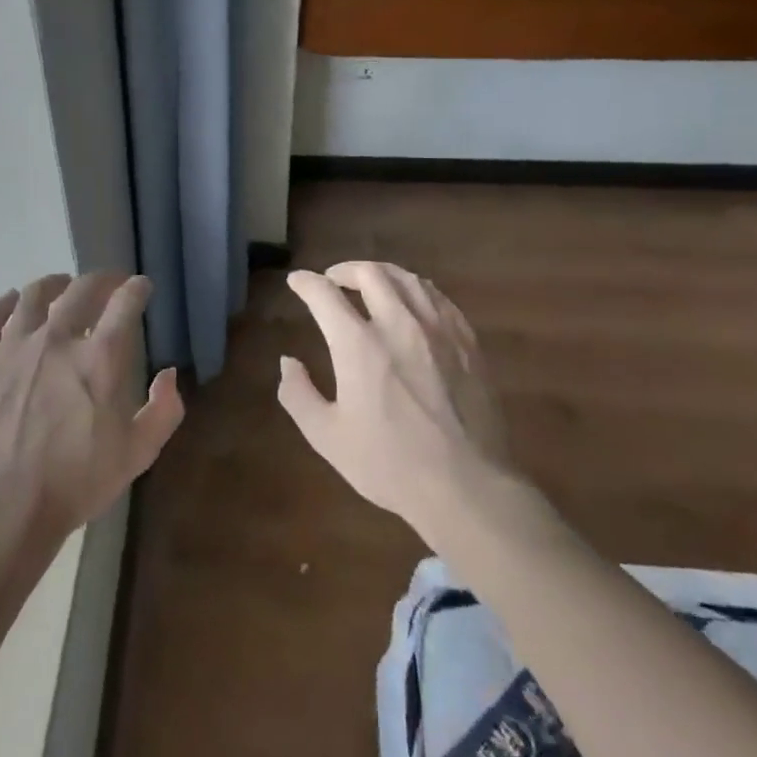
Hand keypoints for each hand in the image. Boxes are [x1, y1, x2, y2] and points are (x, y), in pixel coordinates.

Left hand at [0, 272, 184, 551]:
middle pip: (80, 290)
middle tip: (107, 283)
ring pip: (33, 296)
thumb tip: (169, 374)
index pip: (124, 304)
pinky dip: (4, 303)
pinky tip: (11, 300)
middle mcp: (57, 340)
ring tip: (61, 286)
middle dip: (100, 280)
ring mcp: (13, 348)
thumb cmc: (77, 484)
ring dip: (53, 284)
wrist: (5, 508)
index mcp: (99, 359)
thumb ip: (163, 411)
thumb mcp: (137, 455)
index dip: (136, 289)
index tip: (141, 286)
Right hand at [278, 261, 522, 547]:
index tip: (297, 282)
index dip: (305, 282)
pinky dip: (416, 290)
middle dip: (344, 270)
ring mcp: (438, 331)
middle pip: (370, 273)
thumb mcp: (327, 436)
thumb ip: (298, 394)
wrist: (467, 487)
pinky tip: (412, 302)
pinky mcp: (467, 342)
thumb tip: (288, 361)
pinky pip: (439, 298)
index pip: (324, 294)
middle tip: (333, 280)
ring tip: (371, 283)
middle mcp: (398, 325)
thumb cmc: (390, 464)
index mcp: (359, 346)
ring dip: (381, 274)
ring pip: (408, 279)